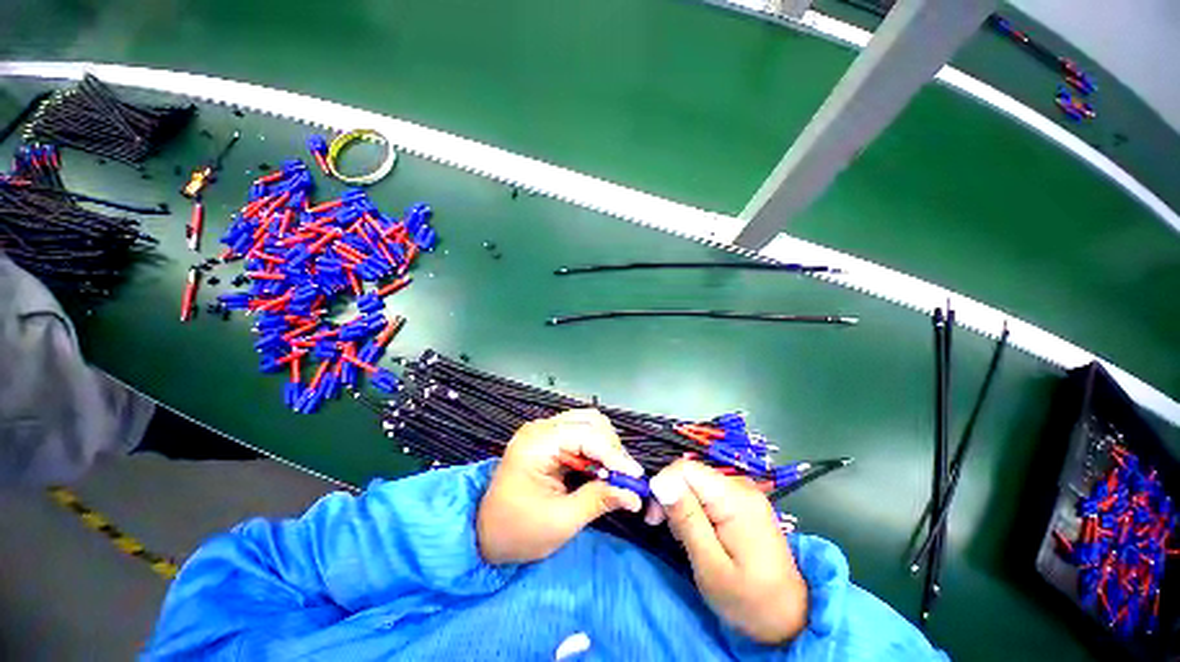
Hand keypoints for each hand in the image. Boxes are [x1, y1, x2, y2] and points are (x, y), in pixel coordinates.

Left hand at [477, 409, 644, 563]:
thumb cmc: (517, 532)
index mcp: (537, 443)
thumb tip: (634, 495)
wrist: (484, 534)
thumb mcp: (560, 522)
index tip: (636, 478)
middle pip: (590, 422)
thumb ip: (599, 500)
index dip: (615, 455)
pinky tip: (600, 470)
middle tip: (624, 479)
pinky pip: (581, 433)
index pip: (586, 436)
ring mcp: (544, 430)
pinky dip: (596, 449)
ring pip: (589, 423)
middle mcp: (541, 428)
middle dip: (612, 449)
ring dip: (606, 447)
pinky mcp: (549, 438)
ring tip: (613, 476)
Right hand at [647, 460, 807, 644]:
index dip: (663, 486)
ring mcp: (743, 491)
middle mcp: (740, 485)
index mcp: (735, 499)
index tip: (654, 517)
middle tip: (666, 531)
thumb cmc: (749, 600)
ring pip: (695, 482)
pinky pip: (707, 492)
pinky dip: (695, 509)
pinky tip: (698, 532)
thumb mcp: (711, 567)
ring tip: (685, 539)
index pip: (684, 468)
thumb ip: (686, 520)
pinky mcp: (742, 500)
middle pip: (689, 473)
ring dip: (682, 506)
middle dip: (671, 498)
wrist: (790, 616)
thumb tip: (659, 481)